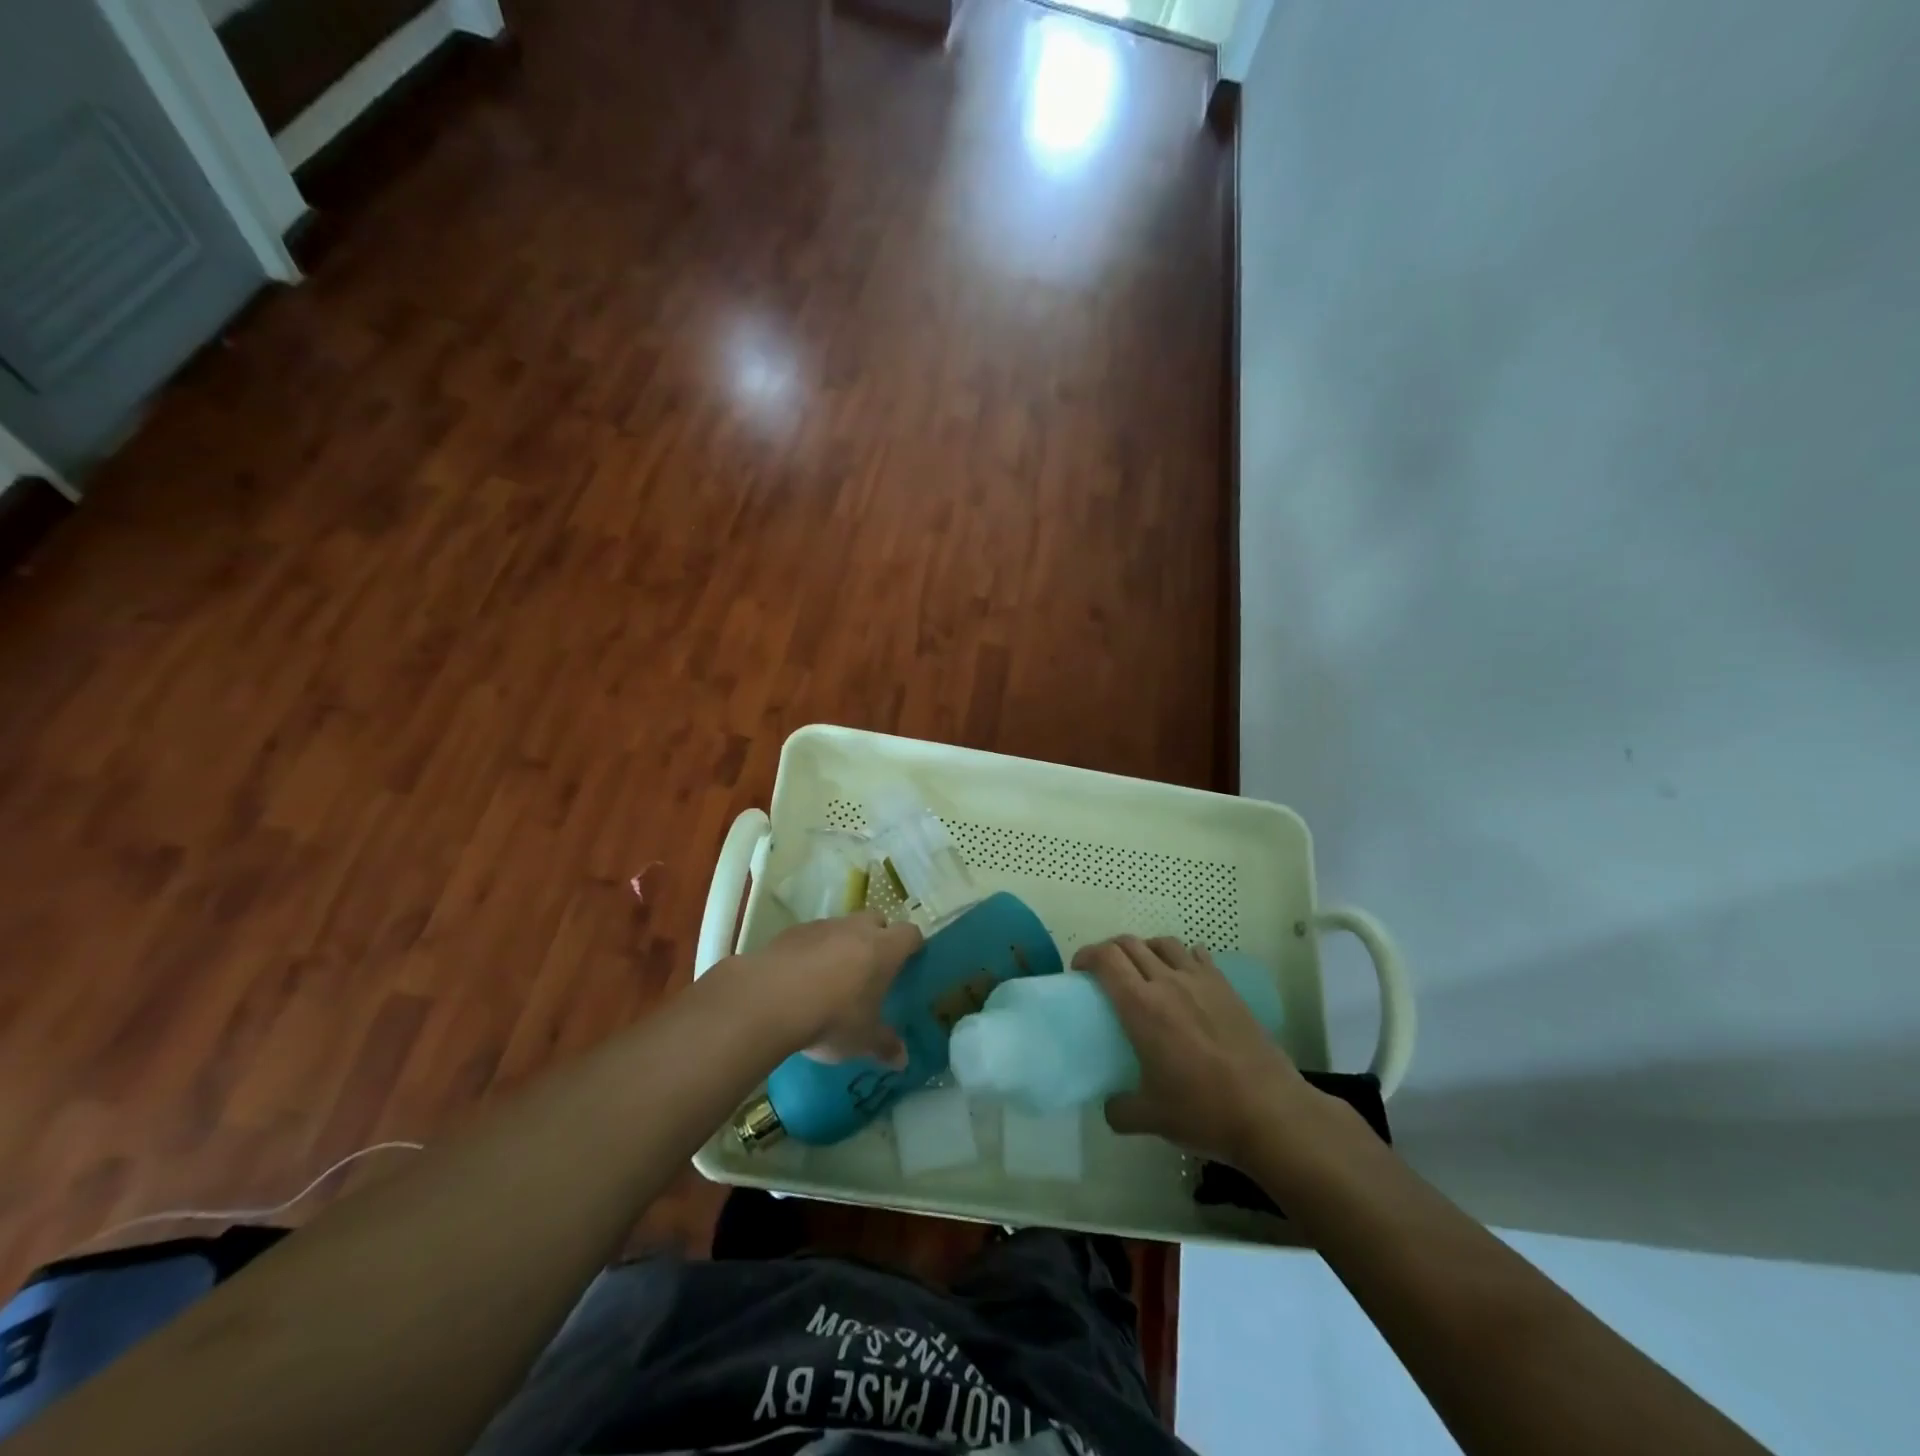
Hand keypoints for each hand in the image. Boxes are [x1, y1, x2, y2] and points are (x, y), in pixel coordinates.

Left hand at [739, 910, 923, 1063]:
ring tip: (832, 977)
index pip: (910, 934)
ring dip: (842, 944)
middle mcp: (856, 929)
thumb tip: (903, 1060)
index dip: (912, 945)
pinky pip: (811, 936)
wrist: (770, 999)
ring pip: (842, 927)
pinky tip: (801, 978)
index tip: (910, 961)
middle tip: (871, 969)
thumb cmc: (831, 1017)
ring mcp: (822, 926)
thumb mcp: (862, 1040)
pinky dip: (812, 950)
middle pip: (876, 920)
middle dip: (877, 938)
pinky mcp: (792, 932)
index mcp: (884, 949)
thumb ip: (885, 1045)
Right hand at [1073, 935, 1314, 1167]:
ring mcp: (1200, 981)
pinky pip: (1196, 955)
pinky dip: (1180, 957)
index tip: (1079, 970)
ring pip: (1163, 943)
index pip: (1106, 959)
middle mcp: (1167, 982)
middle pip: (1130, 944)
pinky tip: (1183, 977)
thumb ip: (1120, 1109)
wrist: (1271, 1112)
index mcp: (1141, 1006)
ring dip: (1144, 948)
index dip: (1087, 956)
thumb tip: (1110, 1105)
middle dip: (1110, 950)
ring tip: (1142, 970)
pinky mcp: (1226, 988)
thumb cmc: (1204, 1112)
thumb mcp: (1151, 1119)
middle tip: (1103, 972)